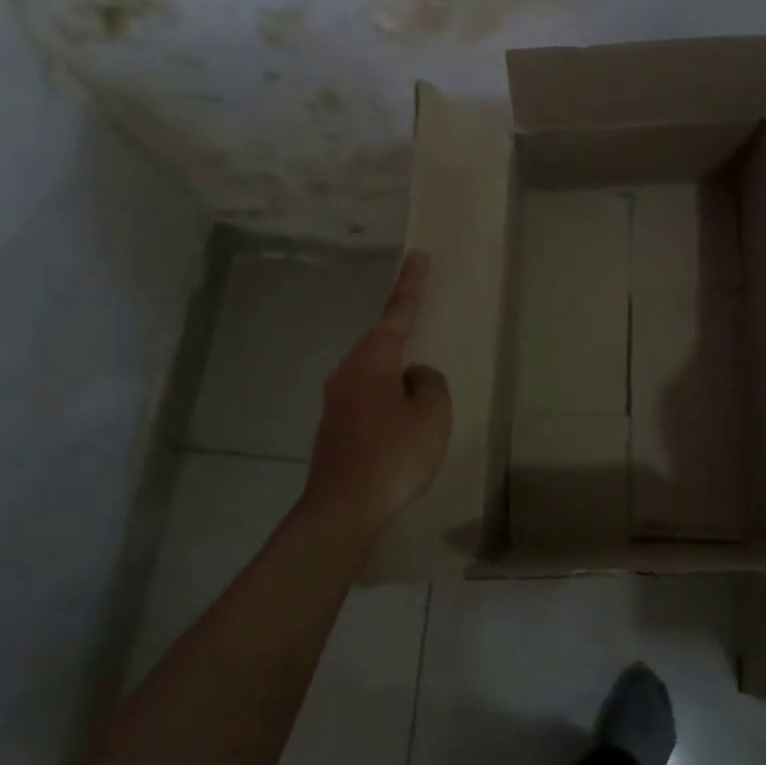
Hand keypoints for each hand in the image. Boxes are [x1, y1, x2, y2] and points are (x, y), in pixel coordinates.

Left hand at [302, 250, 452, 536]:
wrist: (342, 509)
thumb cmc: (393, 453)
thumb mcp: (431, 414)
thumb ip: (430, 383)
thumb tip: (415, 378)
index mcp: (374, 359)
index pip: (398, 312)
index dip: (412, 284)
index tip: (418, 255)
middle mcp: (349, 371)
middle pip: (384, 345)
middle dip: (406, 343)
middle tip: (426, 346)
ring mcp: (336, 400)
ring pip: (376, 376)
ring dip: (398, 382)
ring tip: (420, 410)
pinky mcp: (334, 427)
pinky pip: (369, 401)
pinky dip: (388, 406)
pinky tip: (400, 433)